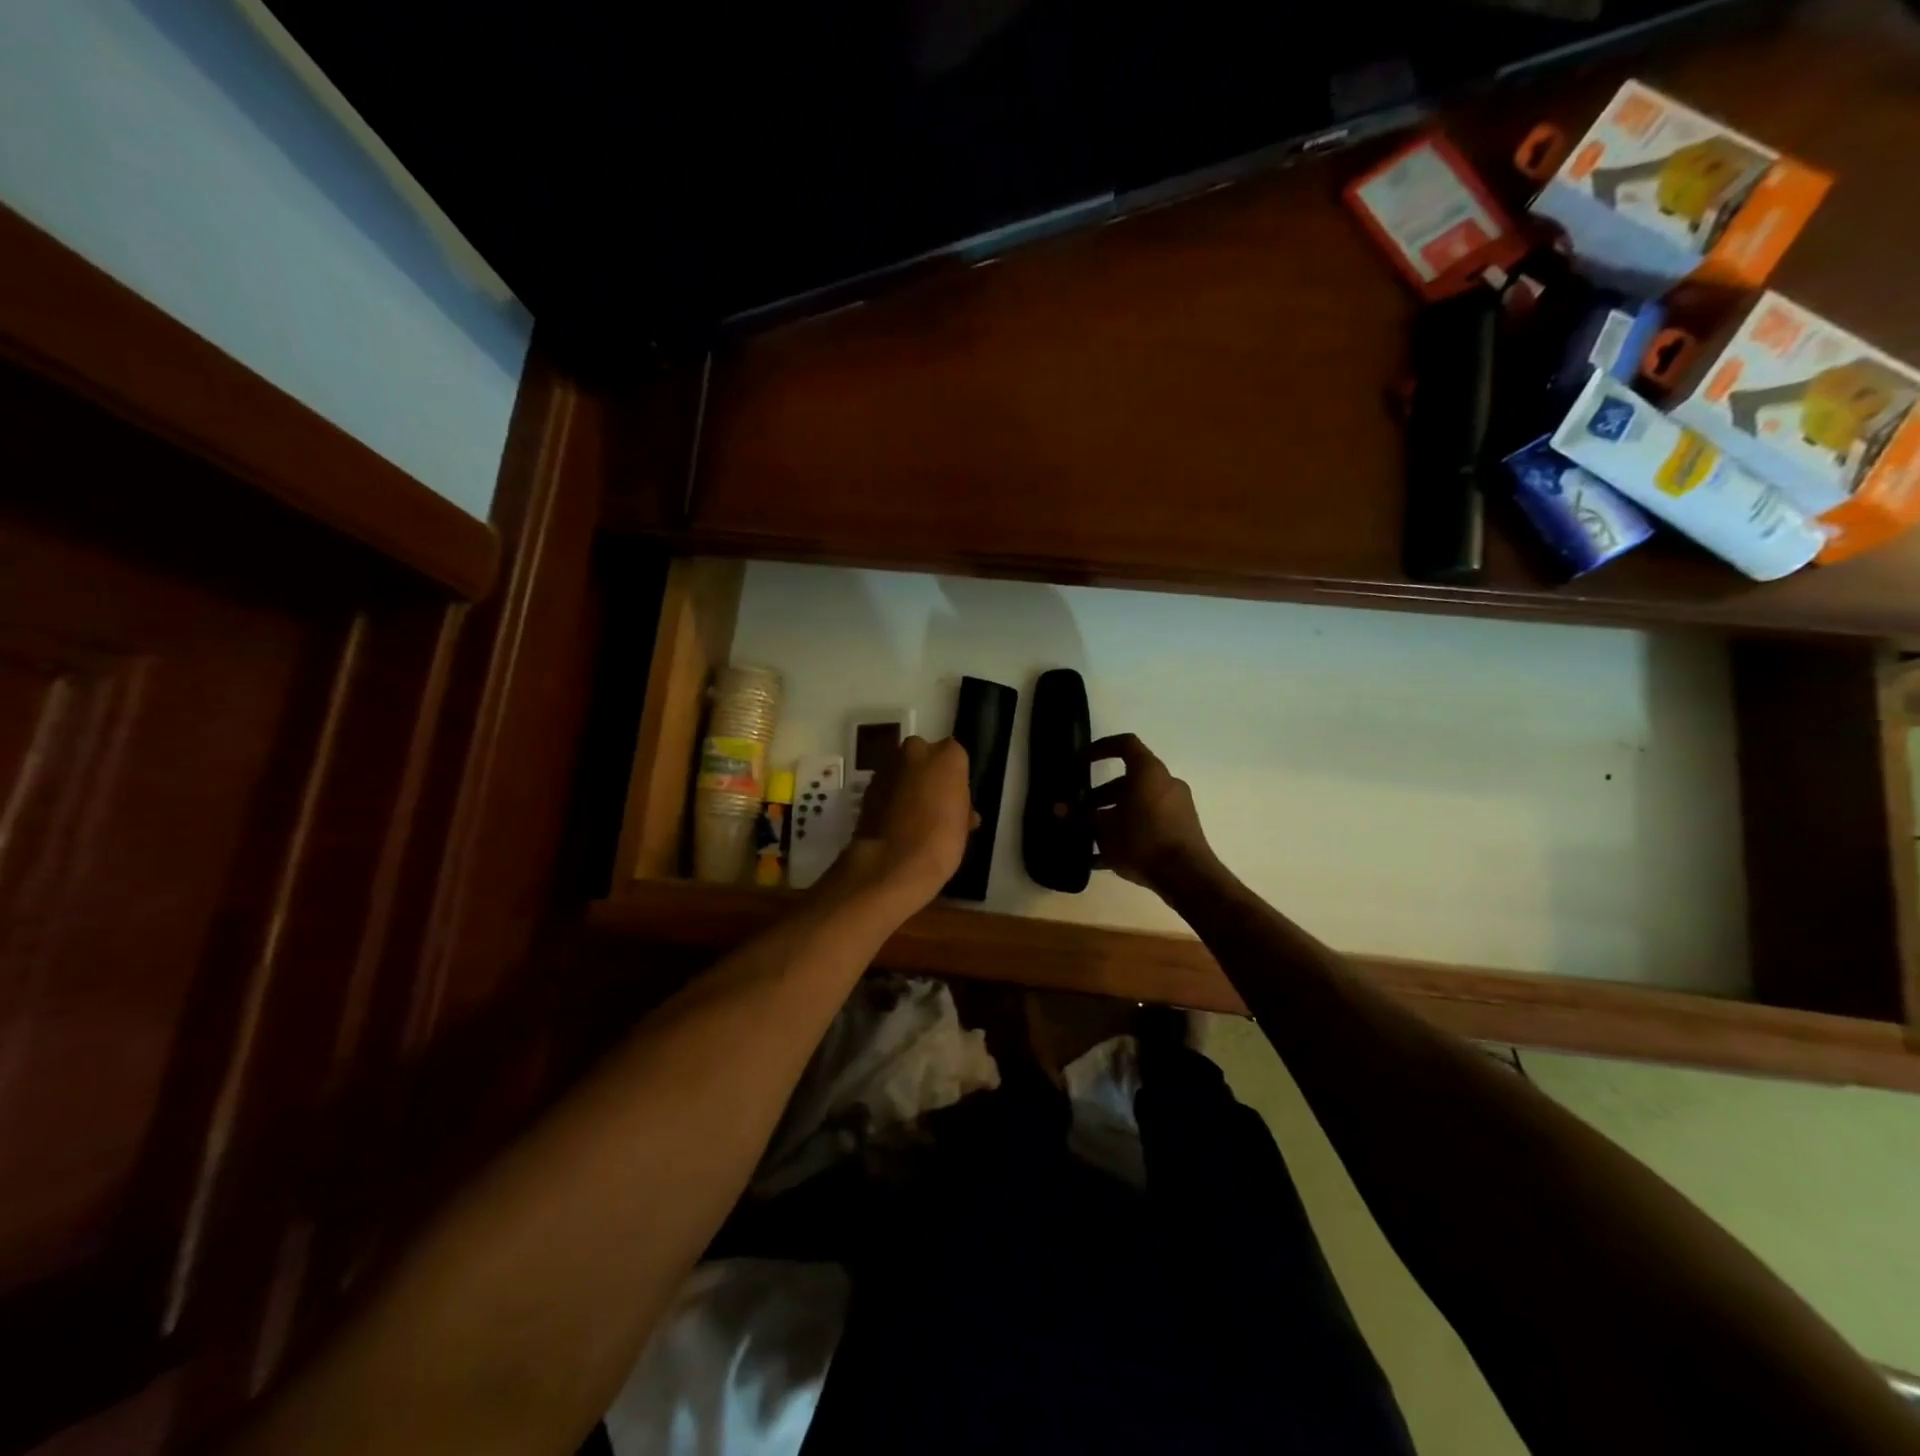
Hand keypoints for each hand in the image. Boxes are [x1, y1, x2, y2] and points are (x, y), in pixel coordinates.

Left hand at [826, 736, 974, 906]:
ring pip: (901, 770)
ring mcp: (887, 768)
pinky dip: (889, 799)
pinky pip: (885, 788)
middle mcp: (915, 752)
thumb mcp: (963, 825)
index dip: (953, 776)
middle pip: (923, 755)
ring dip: (906, 785)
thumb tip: (961, 810)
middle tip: (933, 803)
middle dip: (926, 773)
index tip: (954, 796)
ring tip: (913, 817)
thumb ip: (960, 806)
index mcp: (947, 756)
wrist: (892, 863)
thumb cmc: (941, 841)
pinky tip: (895, 823)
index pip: (954, 755)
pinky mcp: (866, 788)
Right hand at [1089, 734, 1216, 891]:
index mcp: (1148, 772)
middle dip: (1100, 794)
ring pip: (1137, 804)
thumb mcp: (1104, 829)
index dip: (1101, 747)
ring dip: (1112, 815)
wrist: (1187, 877)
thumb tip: (1058, 809)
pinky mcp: (1180, 830)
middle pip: (1128, 780)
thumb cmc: (1142, 840)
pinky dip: (1127, 833)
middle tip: (1079, 809)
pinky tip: (1102, 858)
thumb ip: (1080, 817)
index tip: (1081, 761)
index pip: (1125, 744)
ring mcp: (1176, 807)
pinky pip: (1148, 824)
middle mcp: (1165, 783)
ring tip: (1088, 835)